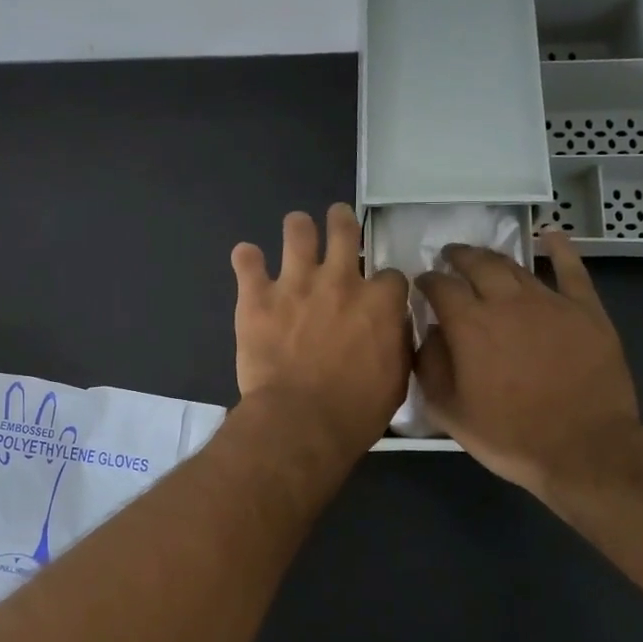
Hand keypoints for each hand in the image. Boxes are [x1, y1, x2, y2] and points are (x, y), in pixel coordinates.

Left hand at [231, 205, 410, 451]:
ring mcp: (295, 284)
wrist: (300, 421)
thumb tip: (392, 327)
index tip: (377, 293)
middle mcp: (339, 281)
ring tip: (296, 231)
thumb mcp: (396, 380)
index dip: (384, 283)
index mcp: (378, 302)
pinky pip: (246, 260)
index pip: (390, 273)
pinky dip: (247, 259)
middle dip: (342, 220)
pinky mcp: (257, 296)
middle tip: (337, 220)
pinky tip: (247, 261)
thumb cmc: (355, 411)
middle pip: (344, 229)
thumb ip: (396, 343)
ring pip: (297, 229)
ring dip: (298, 228)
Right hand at [414, 229, 642, 496]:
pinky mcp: (586, 311)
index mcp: (469, 324)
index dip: (427, 281)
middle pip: (477, 264)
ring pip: (515, 267)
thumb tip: (428, 332)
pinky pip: (571, 270)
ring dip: (493, 258)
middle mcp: (506, 302)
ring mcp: (549, 303)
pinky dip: (559, 248)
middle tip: (449, 257)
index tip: (422, 284)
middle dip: (458, 257)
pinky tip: (550, 235)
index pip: (440, 286)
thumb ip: (430, 365)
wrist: (585, 450)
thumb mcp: (449, 411)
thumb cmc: (510, 435)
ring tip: (483, 258)